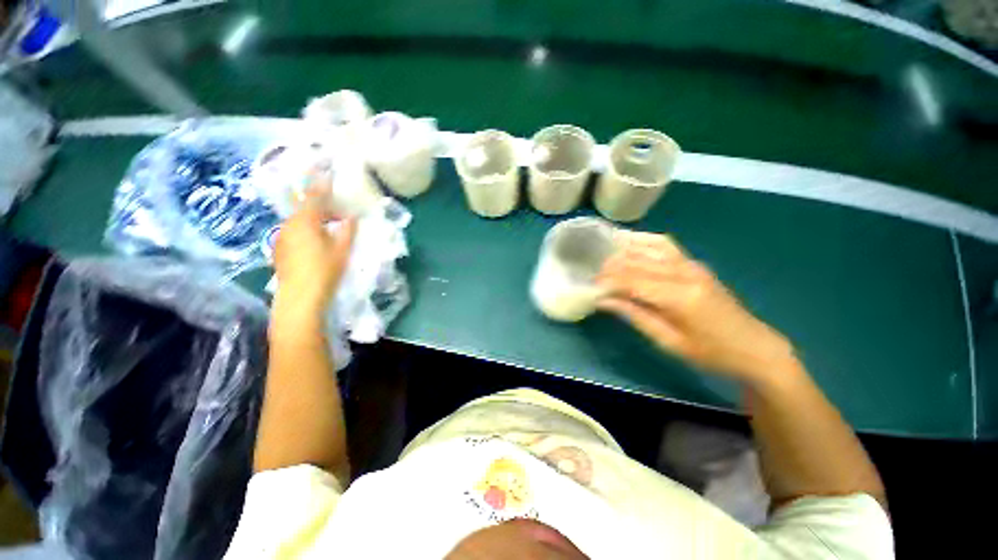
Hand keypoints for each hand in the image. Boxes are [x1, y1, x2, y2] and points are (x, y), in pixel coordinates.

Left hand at [273, 172, 356, 315]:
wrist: (299, 297)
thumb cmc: (324, 271)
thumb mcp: (342, 250)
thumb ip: (347, 230)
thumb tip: (352, 217)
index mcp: (305, 222)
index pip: (314, 197)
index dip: (320, 184)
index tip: (325, 171)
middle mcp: (288, 225)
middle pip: (304, 208)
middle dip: (320, 206)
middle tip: (338, 212)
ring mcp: (281, 237)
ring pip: (298, 221)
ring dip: (313, 219)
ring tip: (329, 228)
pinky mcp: (279, 249)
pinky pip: (293, 232)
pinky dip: (306, 230)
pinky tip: (316, 242)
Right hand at [597, 231, 797, 383]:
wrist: (754, 347)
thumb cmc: (710, 352)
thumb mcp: (668, 341)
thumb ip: (634, 315)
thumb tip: (603, 301)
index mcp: (679, 296)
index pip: (632, 280)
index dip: (607, 282)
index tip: (591, 288)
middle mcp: (684, 272)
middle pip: (636, 262)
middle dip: (610, 268)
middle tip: (593, 278)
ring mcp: (691, 263)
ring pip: (647, 247)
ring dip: (623, 252)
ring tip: (605, 261)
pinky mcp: (694, 262)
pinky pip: (663, 244)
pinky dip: (642, 241)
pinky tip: (628, 243)